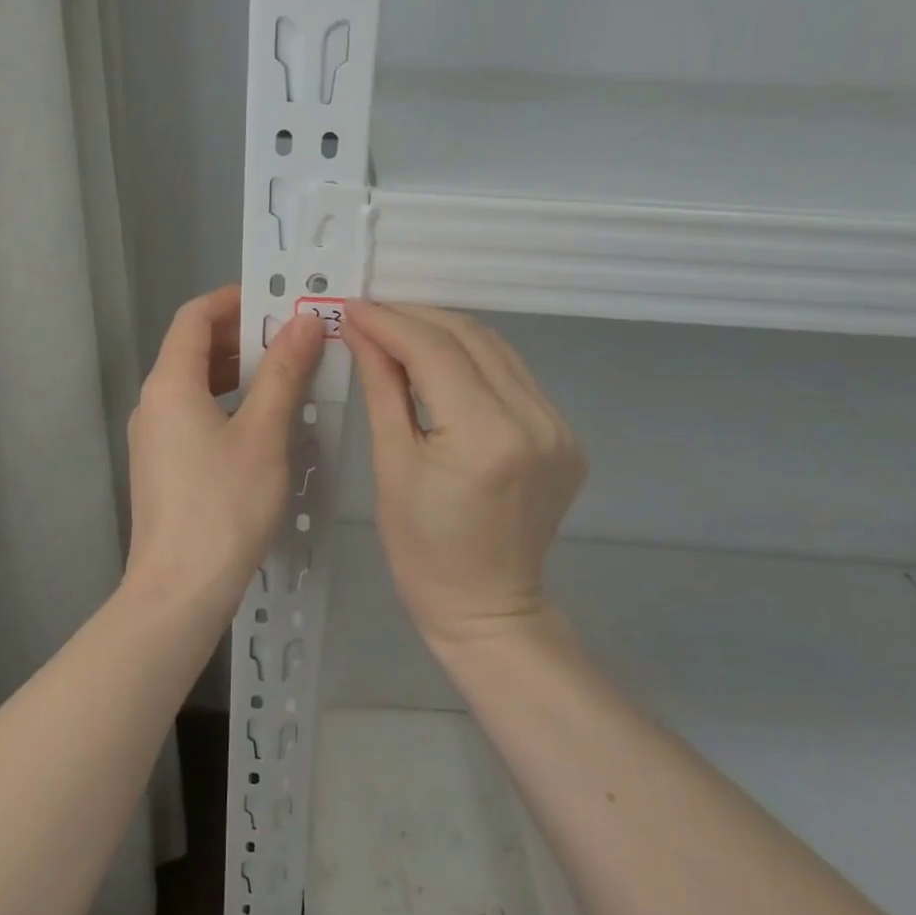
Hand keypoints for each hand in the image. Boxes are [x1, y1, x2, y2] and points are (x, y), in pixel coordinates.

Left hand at [124, 285, 324, 615]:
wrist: (179, 591)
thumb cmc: (224, 506)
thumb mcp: (264, 434)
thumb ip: (283, 372)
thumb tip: (304, 320)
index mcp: (170, 383)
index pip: (194, 315)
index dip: (234, 299)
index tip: (277, 299)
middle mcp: (153, 402)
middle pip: (193, 347)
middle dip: (241, 335)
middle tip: (293, 338)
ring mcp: (153, 436)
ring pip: (194, 383)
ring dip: (236, 370)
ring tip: (285, 375)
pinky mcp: (161, 465)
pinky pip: (193, 413)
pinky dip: (226, 402)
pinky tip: (261, 423)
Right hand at [342, 302, 585, 647]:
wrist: (488, 607)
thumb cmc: (423, 550)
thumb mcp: (391, 464)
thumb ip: (382, 387)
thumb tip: (359, 329)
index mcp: (486, 436)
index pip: (436, 351)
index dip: (390, 322)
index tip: (351, 307)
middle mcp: (534, 421)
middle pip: (471, 338)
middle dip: (416, 318)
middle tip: (370, 316)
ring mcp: (559, 427)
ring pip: (496, 350)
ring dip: (445, 333)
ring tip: (399, 332)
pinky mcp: (565, 436)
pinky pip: (514, 377)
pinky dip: (473, 360)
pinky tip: (441, 364)